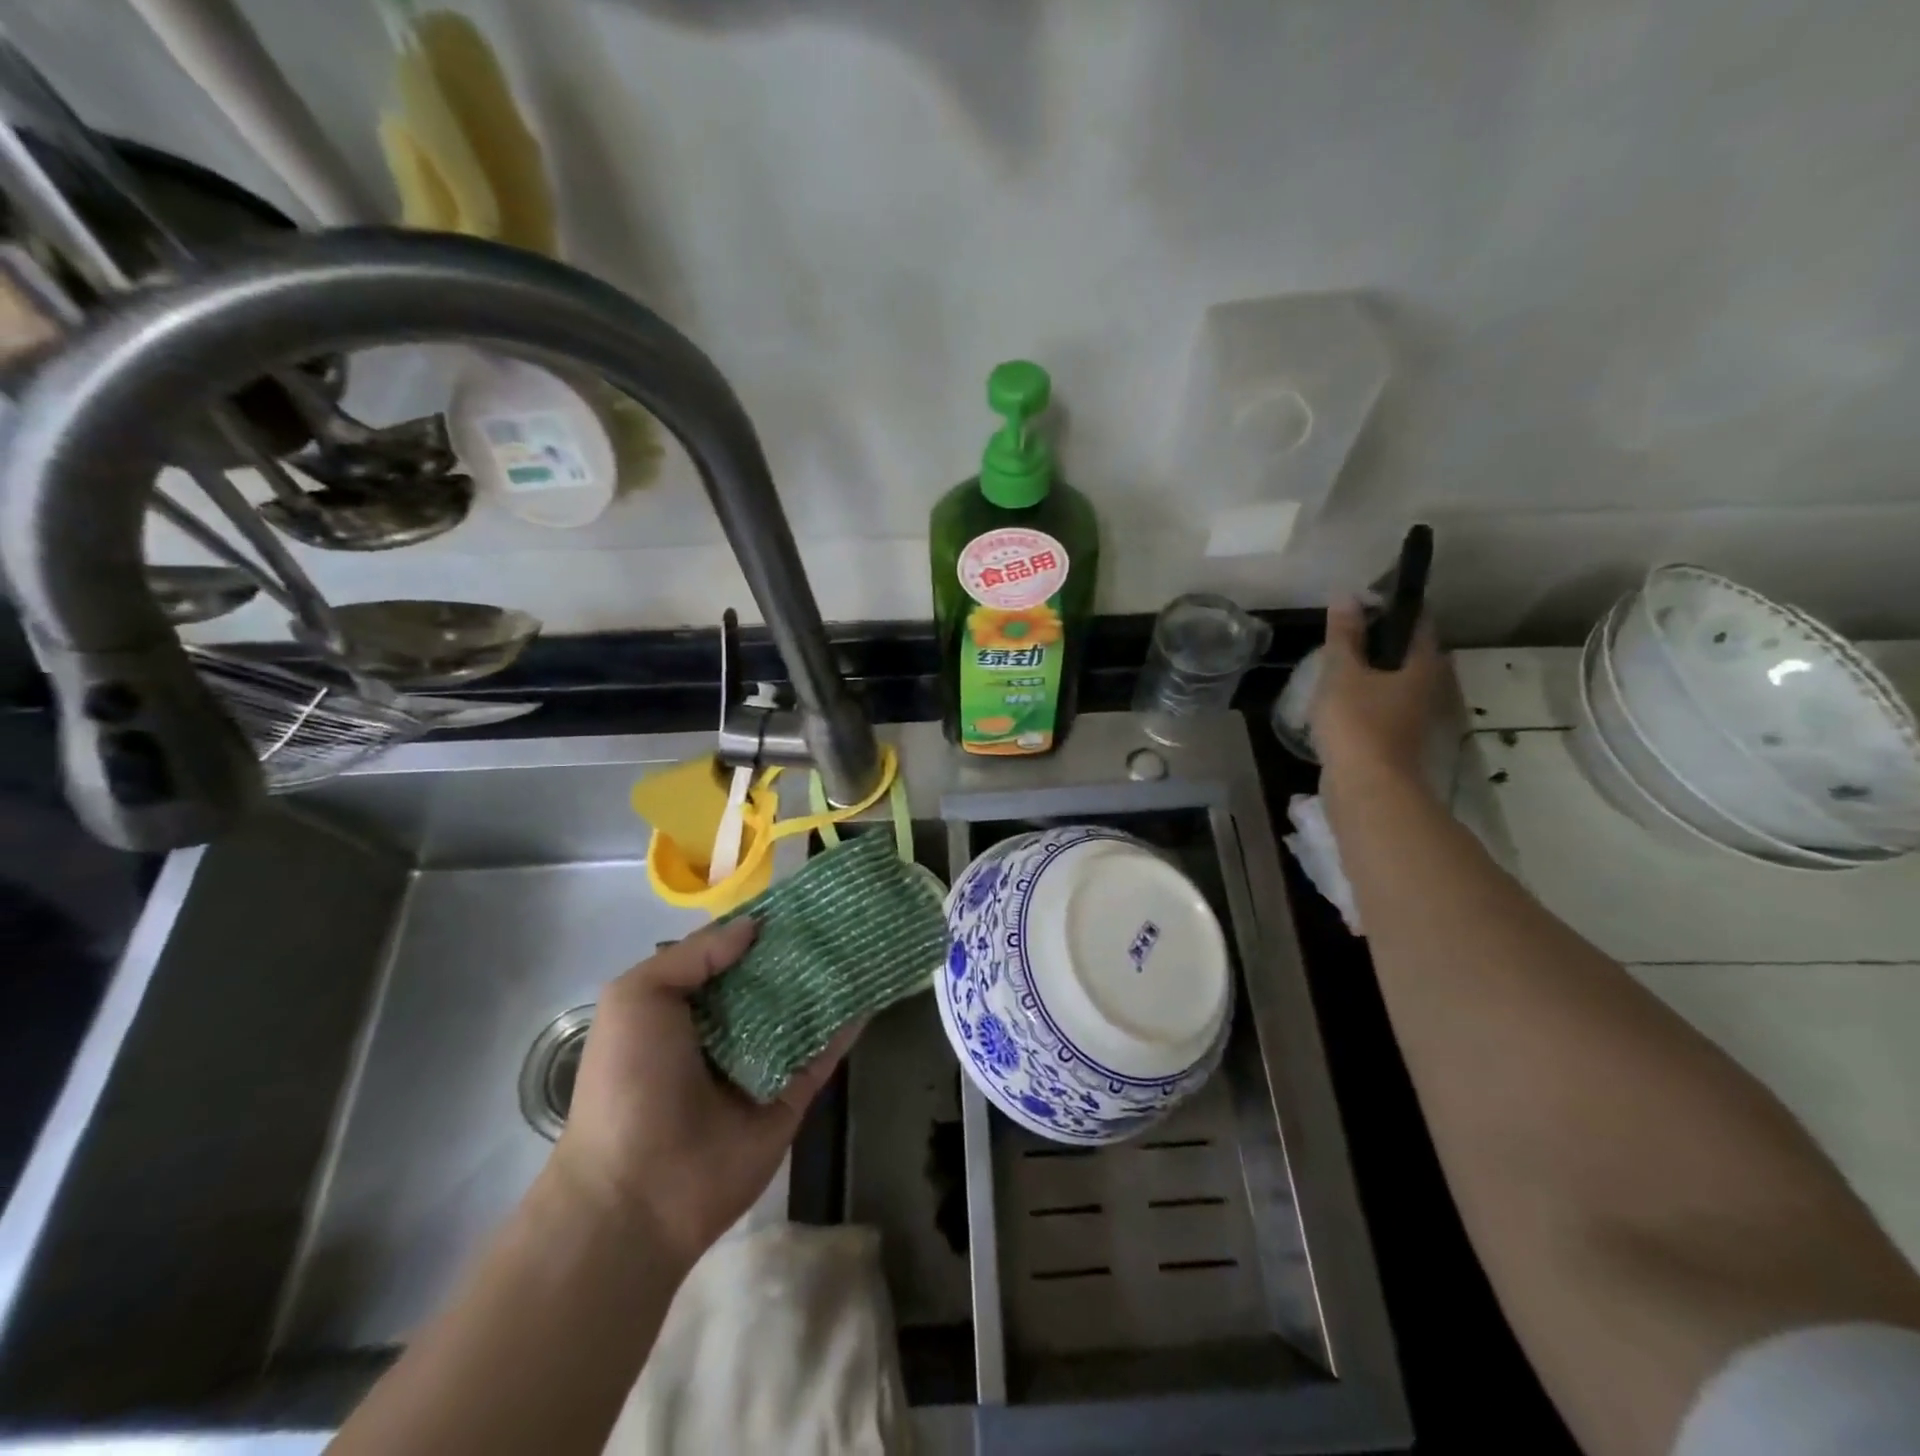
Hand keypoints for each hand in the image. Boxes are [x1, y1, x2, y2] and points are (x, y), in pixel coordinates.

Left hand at [550, 919, 851, 1269]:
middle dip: (801, 948)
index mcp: (686, 1006)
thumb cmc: (628, 1083)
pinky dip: (847, 1023)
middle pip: (772, 978)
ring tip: (866, 938)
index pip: (730, 954)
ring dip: (830, 980)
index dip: (761, 925)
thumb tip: (753, 926)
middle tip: (842, 911)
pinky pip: (824, 1052)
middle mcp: (726, 1029)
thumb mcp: (637, 998)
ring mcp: (762, 1062)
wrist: (639, 1191)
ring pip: (803, 1010)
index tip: (799, 896)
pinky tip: (872, 988)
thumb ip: (694, 955)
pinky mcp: (792, 1095)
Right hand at [1309, 597, 1442, 790]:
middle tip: (1346, 635)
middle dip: (1381, 642)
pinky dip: (1366, 699)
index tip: (1365, 601)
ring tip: (1338, 667)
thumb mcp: (1342, 673)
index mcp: (1422, 665)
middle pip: (1408, 654)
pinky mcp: (1397, 740)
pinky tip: (1340, 702)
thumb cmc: (1357, 723)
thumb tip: (1347, 596)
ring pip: (1396, 683)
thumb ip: (1344, 636)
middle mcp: (1429, 688)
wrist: (1366, 788)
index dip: (1394, 607)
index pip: (1417, 623)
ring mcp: (1415, 717)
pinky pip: (1383, 707)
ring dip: (1373, 673)